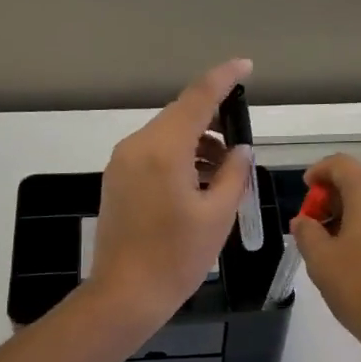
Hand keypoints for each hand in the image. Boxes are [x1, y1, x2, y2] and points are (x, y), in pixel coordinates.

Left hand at [88, 58, 254, 333]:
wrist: (126, 294)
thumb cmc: (177, 258)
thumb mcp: (218, 216)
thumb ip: (234, 174)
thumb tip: (240, 150)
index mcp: (163, 150)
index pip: (197, 98)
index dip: (223, 79)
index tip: (245, 67)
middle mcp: (137, 147)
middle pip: (180, 117)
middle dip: (212, 122)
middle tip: (240, 143)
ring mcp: (121, 163)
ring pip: (166, 136)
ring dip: (196, 144)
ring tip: (224, 174)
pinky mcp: (116, 181)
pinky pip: (152, 155)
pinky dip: (178, 158)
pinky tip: (197, 184)